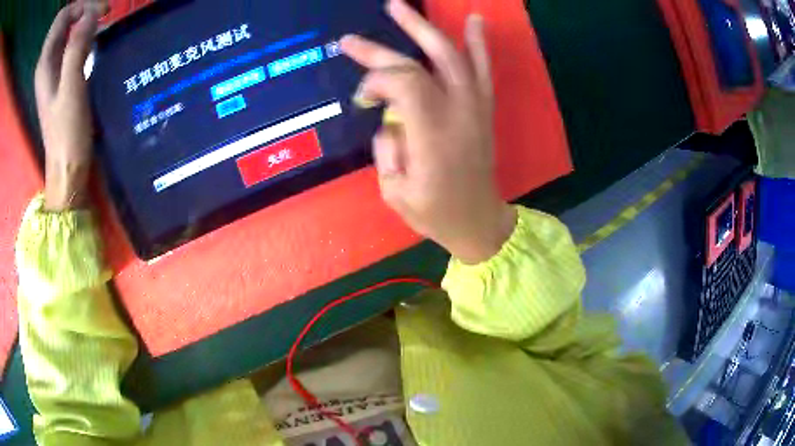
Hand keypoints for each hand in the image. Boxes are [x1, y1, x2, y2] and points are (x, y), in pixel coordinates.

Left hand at [35, 1, 104, 210]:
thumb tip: (90, 15)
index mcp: (44, 63)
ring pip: (67, 30)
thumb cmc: (67, 135)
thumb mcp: (71, 89)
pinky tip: (94, 43)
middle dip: (84, 10)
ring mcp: (52, 70)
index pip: (61, 17)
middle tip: (103, 17)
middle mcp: (46, 63)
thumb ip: (77, 49)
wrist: (66, 169)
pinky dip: (83, 36)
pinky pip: (70, 44)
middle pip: (64, 20)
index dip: (80, 7)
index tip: (99, 14)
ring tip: (101, 28)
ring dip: (85, 22)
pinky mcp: (60, 77)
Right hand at [341, 0, 515, 263]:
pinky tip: (475, 19)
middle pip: (418, 64)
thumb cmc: (434, 212)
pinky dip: (478, 43)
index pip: (402, 83)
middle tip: (351, 40)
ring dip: (424, 28)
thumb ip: (386, 145)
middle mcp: (457, 113)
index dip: (376, 81)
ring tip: (399, 6)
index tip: (364, 100)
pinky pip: (482, 70)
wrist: (479, 221)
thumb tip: (388, 115)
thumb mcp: (394, 191)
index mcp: (432, 135)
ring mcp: (475, 108)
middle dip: (381, 50)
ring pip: (451, 56)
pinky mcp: (483, 109)